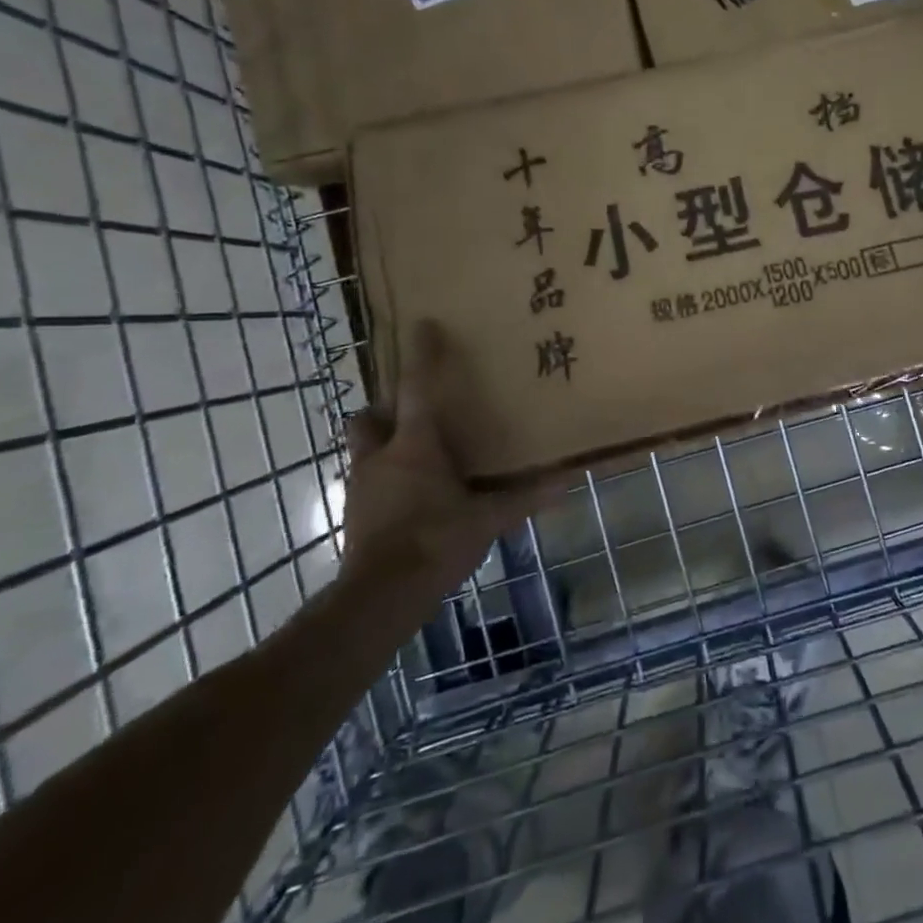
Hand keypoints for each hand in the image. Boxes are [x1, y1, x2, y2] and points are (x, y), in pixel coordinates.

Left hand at [340, 320, 543, 602]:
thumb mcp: (486, 519)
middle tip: (412, 410)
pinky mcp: (355, 511)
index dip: (421, 355)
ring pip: (364, 447)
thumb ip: (523, 498)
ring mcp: (361, 485)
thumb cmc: (435, 542)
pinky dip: (385, 476)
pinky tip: (410, 494)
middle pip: (368, 416)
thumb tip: (566, 481)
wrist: (380, 597)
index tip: (423, 325)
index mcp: (414, 447)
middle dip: (384, 407)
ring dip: (383, 442)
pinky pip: (368, 478)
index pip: (416, 389)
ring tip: (415, 453)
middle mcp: (381, 457)